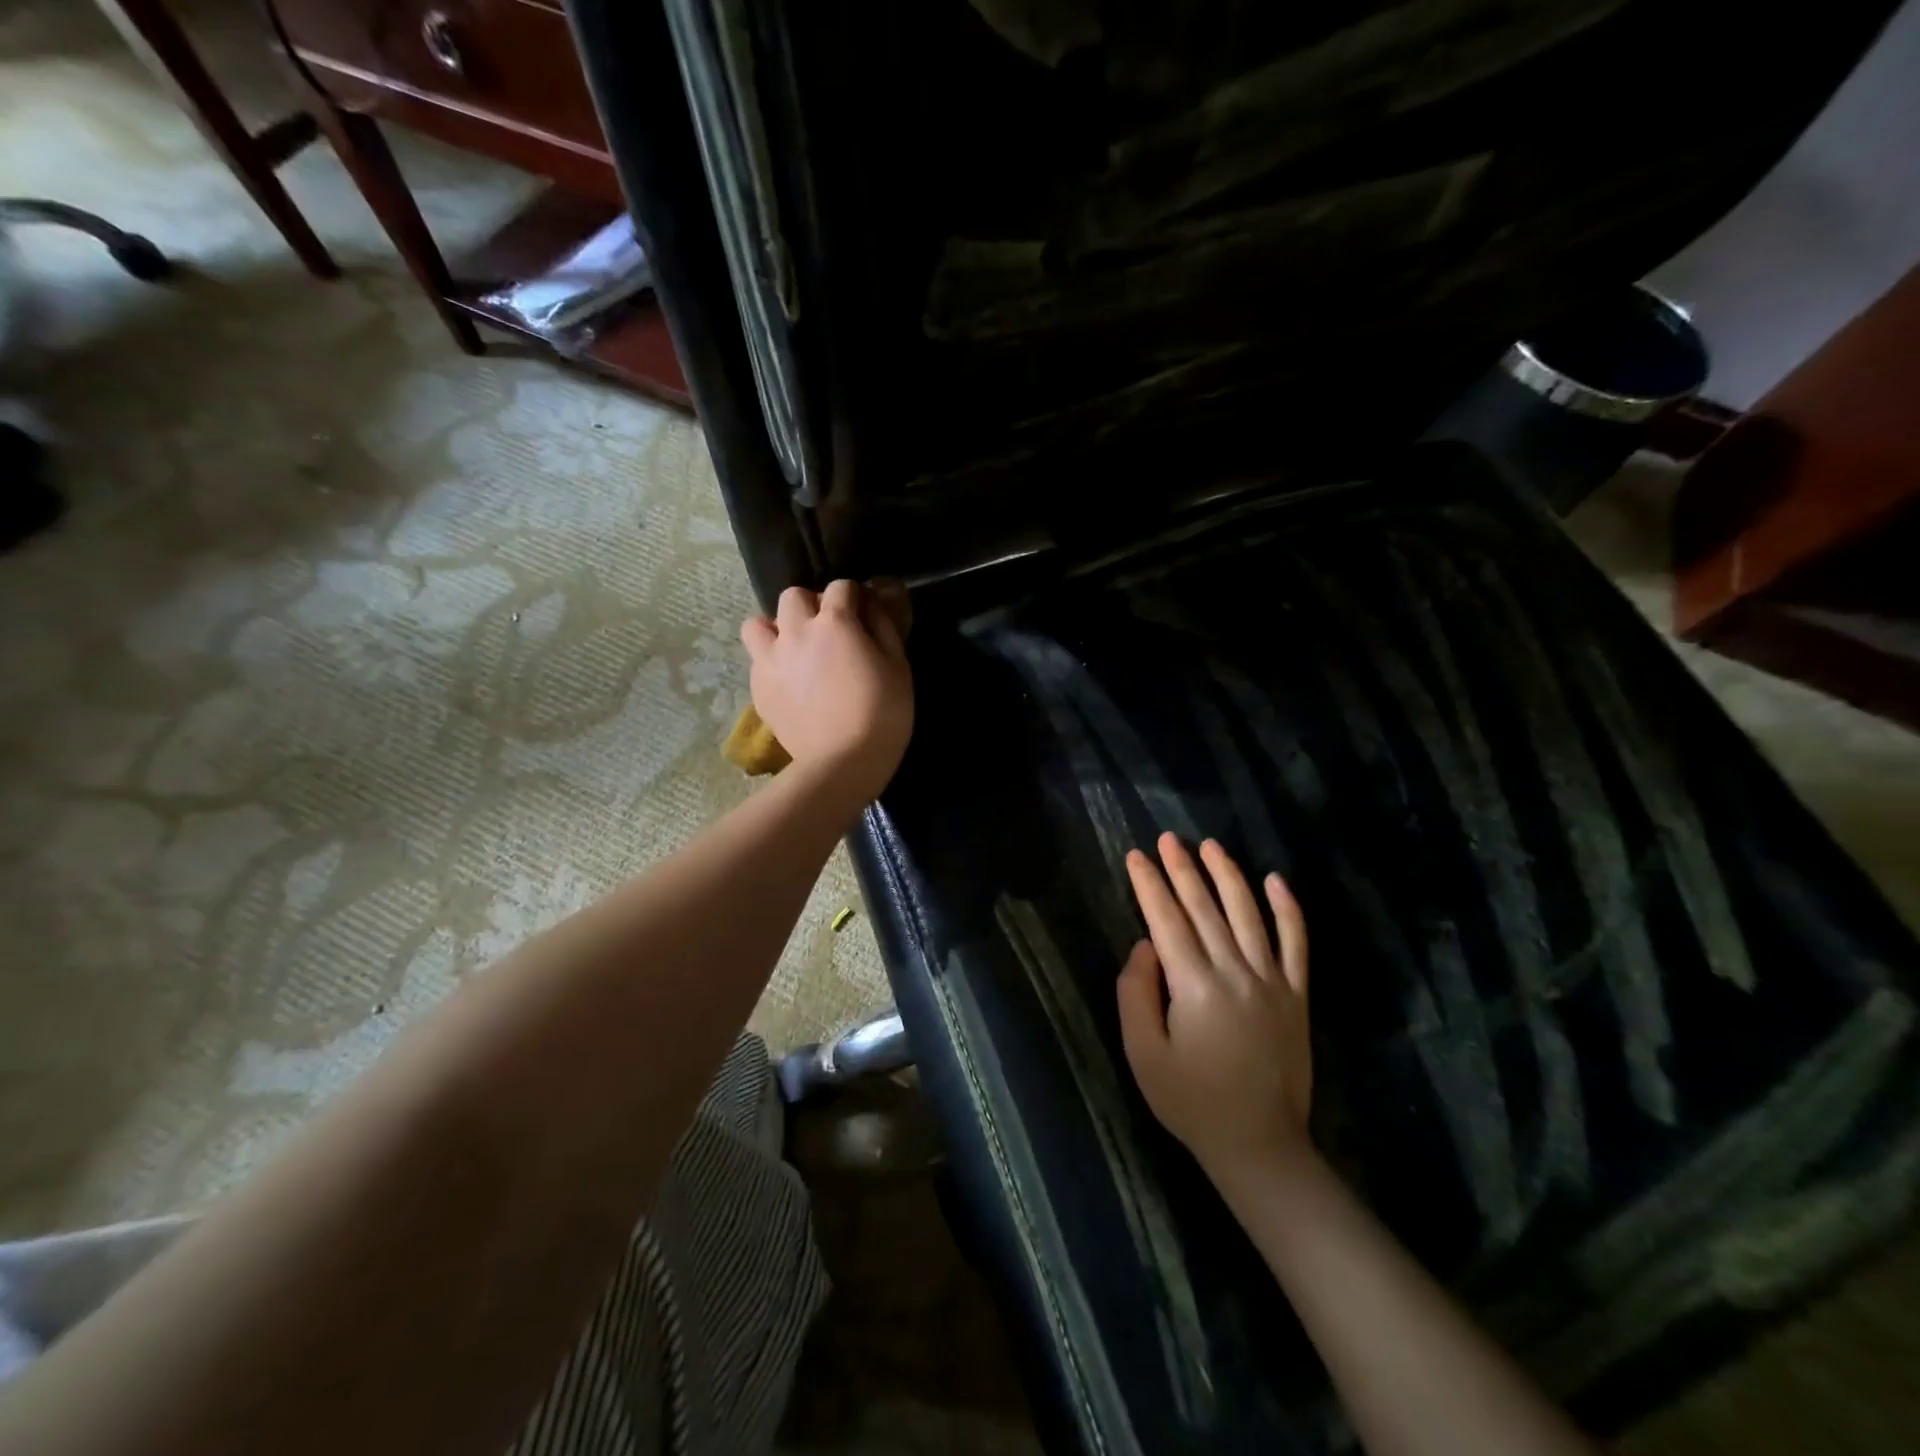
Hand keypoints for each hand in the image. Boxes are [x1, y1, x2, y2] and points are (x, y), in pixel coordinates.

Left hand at [740, 580, 913, 803]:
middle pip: (793, 596)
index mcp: (834, 622)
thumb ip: (883, 628)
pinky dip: (771, 661)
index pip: (840, 586)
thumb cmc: (882, 714)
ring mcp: (770, 660)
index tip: (863, 613)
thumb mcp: (898, 667)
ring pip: (758, 623)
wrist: (842, 763)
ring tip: (794, 648)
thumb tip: (871, 607)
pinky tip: (790, 680)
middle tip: (828, 630)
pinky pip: (757, 660)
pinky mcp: (758, 688)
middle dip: (811, 604)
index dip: (854, 596)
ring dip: (777, 628)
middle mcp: (796, 631)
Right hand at [1117, 834, 1313, 1186]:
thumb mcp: (1144, 1054)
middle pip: (1205, 908)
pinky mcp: (1296, 996)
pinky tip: (1276, 880)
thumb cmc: (1191, 1101)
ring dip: (1228, 876)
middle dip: (1183, 869)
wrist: (1259, 1144)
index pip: (1166, 920)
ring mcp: (1271, 981)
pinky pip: (1296, 943)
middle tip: (1167, 839)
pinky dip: (1289, 909)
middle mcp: (1235, 972)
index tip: (1136, 856)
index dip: (1149, 885)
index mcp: (1194, 985)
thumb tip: (1144, 946)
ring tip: (1211, 846)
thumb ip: (1136, 994)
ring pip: (1249, 914)